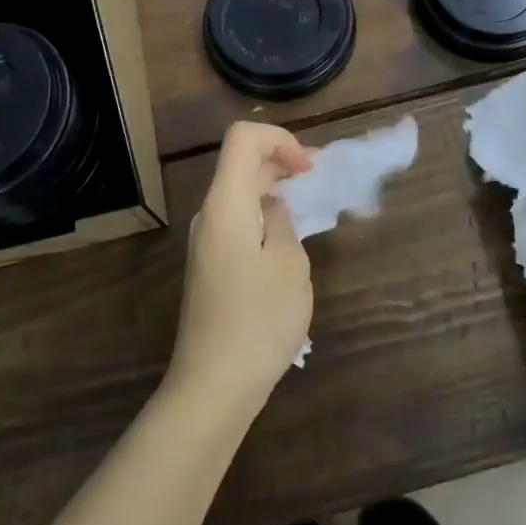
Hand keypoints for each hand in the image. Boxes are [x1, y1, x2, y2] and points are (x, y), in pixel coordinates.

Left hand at [167, 121, 315, 413]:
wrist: (213, 386)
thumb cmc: (258, 320)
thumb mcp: (289, 264)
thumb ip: (283, 221)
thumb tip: (273, 208)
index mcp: (225, 203)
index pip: (243, 138)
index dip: (280, 140)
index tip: (309, 169)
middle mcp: (209, 214)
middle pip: (241, 164)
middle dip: (282, 162)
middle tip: (320, 182)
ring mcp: (206, 242)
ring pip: (239, 194)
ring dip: (274, 191)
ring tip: (309, 211)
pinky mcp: (210, 266)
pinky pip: (238, 221)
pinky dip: (264, 216)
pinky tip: (287, 244)